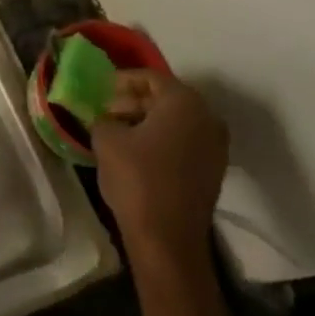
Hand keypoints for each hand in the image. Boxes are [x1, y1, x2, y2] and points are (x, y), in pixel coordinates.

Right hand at [89, 70, 227, 269]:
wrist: (168, 237)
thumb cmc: (136, 178)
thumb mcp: (106, 139)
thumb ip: (103, 118)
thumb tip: (105, 118)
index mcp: (184, 102)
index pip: (150, 77)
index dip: (122, 80)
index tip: (99, 88)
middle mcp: (207, 118)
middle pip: (166, 98)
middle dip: (134, 101)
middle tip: (106, 110)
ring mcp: (215, 146)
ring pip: (176, 121)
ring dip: (147, 121)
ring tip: (117, 130)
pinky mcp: (213, 170)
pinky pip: (184, 141)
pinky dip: (161, 139)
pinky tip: (136, 151)